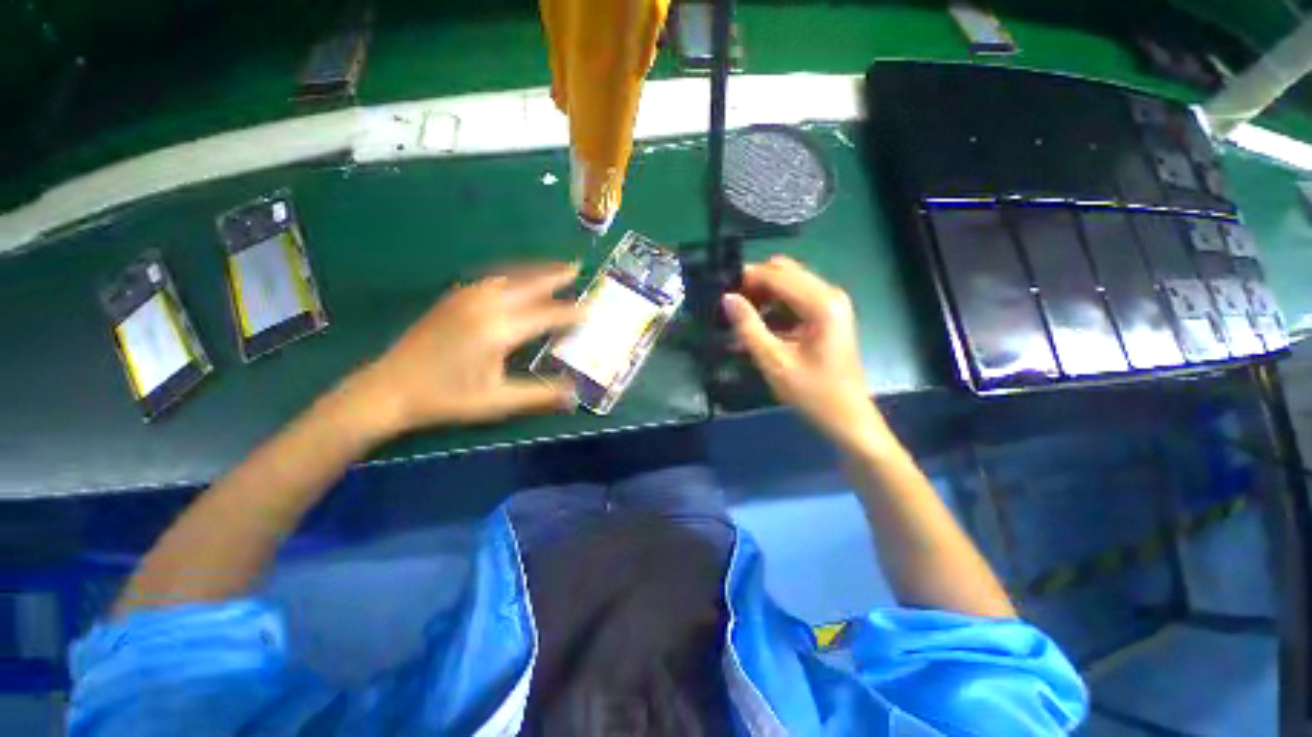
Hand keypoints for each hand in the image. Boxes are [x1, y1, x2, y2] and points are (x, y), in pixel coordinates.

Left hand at [349, 263, 582, 436]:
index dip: (571, 312)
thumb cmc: (445, 398)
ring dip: (534, 271)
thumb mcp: (497, 401)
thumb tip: (574, 394)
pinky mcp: (453, 299)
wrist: (388, 389)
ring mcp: (466, 298)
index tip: (591, 308)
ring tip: (553, 269)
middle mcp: (485, 306)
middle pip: (529, 284)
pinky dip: (513, 276)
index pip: (546, 315)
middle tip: (577, 267)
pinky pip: (492, 279)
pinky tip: (517, 281)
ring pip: (510, 276)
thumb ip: (539, 394)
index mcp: (498, 330)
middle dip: (555, 275)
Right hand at [722, 256, 885, 451]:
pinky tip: (758, 325)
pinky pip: (795, 299)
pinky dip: (774, 306)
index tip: (719, 290)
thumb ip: (749, 327)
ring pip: (789, 283)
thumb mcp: (775, 362)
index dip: (746, 278)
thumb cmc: (814, 394)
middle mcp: (830, 295)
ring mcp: (831, 304)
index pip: (777, 275)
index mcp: (822, 304)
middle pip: (785, 272)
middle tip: (730, 305)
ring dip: (763, 295)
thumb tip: (727, 298)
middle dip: (755, 284)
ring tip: (739, 316)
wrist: (848, 419)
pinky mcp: (828, 315)